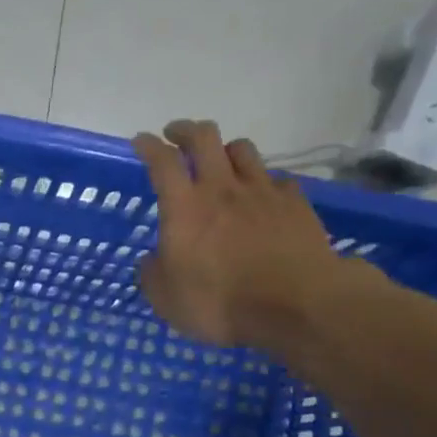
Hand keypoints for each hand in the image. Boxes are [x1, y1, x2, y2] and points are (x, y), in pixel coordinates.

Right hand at [131, 120, 352, 351]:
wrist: (293, 305)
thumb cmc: (219, 304)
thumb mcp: (167, 300)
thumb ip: (153, 274)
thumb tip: (151, 260)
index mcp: (184, 208)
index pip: (162, 162)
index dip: (148, 147)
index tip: (141, 141)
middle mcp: (222, 188)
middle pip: (204, 138)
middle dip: (186, 130)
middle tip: (176, 135)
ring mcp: (262, 191)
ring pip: (242, 149)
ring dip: (225, 149)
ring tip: (220, 161)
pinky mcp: (295, 202)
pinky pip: (276, 178)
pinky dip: (264, 181)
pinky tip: (262, 196)